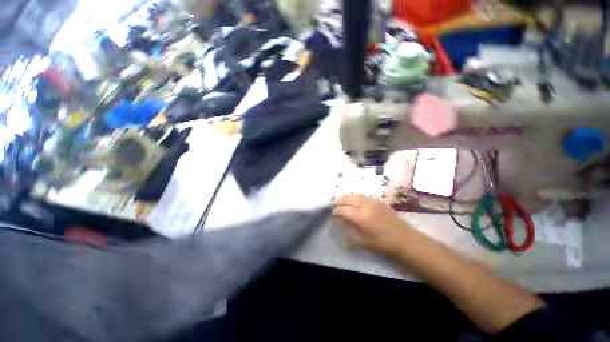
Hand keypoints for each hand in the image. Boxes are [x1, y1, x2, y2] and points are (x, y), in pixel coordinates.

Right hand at [332, 195, 411, 253]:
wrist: (404, 239)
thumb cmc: (383, 243)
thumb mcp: (364, 242)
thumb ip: (349, 234)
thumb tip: (340, 226)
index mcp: (361, 217)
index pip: (343, 210)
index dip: (336, 211)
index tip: (333, 214)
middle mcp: (365, 206)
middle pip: (348, 199)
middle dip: (339, 201)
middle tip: (334, 205)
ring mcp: (372, 201)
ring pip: (355, 195)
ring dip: (346, 197)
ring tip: (341, 201)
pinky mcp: (378, 201)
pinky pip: (362, 196)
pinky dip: (354, 196)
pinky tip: (353, 200)